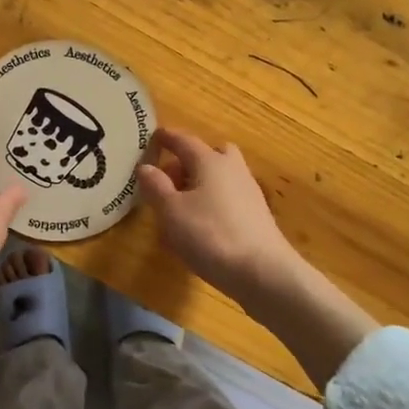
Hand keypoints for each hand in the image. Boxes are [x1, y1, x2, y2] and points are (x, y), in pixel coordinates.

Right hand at [136, 128, 296, 304]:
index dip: (167, 138)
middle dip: (188, 161)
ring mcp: (248, 193)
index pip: (184, 141)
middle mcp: (233, 170)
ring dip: (199, 185)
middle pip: (210, 154)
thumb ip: (156, 187)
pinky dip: (211, 205)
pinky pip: (227, 200)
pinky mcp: (256, 217)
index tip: (155, 136)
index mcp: (210, 161)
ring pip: (220, 178)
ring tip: (178, 211)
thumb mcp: (172, 211)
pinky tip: (199, 230)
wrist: (262, 272)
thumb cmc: (210, 235)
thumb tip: (146, 167)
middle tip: (169, 180)